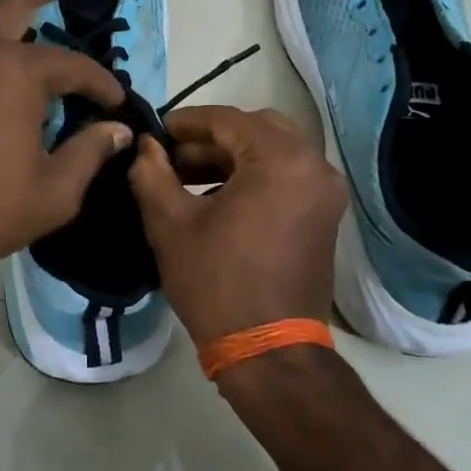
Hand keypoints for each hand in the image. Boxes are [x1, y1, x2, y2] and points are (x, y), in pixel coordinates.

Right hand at [127, 105, 345, 344]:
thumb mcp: (170, 224)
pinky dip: (253, 177)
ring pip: (273, 152)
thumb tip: (146, 146)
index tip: (155, 132)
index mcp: (281, 160)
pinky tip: (216, 198)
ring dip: (231, 157)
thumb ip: (151, 173)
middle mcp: (313, 166)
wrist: (268, 350)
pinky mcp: (324, 216)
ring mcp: (324, 192)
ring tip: (186, 179)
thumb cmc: (216, 282)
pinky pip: (287, 177)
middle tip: (172, 156)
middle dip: (211, 138)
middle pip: (257, 129)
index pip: (227, 119)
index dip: (186, 122)